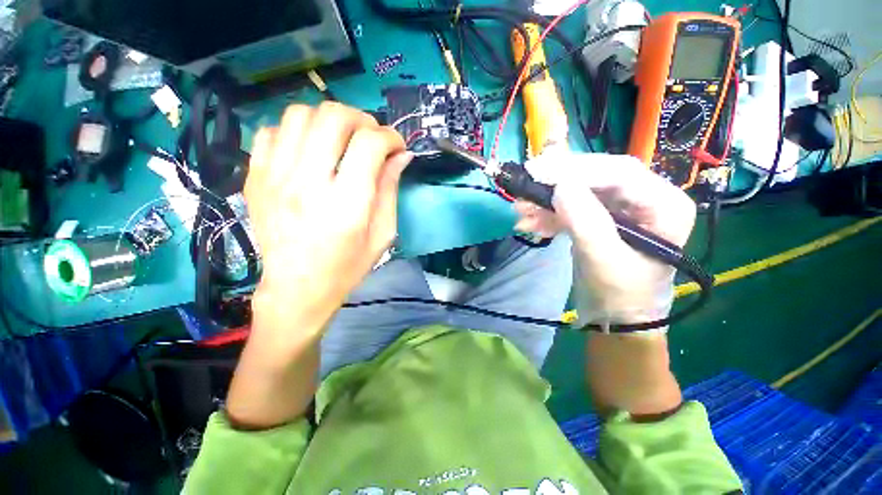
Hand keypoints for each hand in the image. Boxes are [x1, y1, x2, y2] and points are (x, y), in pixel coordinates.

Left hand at [245, 102, 411, 336]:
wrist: (297, 289)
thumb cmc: (347, 267)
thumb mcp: (382, 234)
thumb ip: (390, 190)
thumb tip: (401, 156)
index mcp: (347, 204)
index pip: (370, 144)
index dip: (390, 137)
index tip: (396, 147)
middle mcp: (308, 184)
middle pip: (333, 117)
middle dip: (361, 119)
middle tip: (371, 137)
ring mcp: (274, 178)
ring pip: (300, 114)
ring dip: (328, 120)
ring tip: (341, 140)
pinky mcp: (255, 179)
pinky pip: (272, 131)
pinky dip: (296, 131)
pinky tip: (309, 151)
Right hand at [515, 151, 695, 326]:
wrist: (615, 318)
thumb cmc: (621, 295)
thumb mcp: (604, 260)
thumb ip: (586, 222)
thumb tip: (561, 186)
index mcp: (664, 204)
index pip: (619, 173)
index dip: (577, 170)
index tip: (538, 173)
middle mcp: (644, 199)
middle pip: (595, 178)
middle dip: (556, 184)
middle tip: (524, 187)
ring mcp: (618, 208)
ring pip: (578, 192)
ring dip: (546, 201)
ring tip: (520, 212)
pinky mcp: (597, 218)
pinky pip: (570, 207)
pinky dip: (548, 214)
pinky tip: (531, 224)